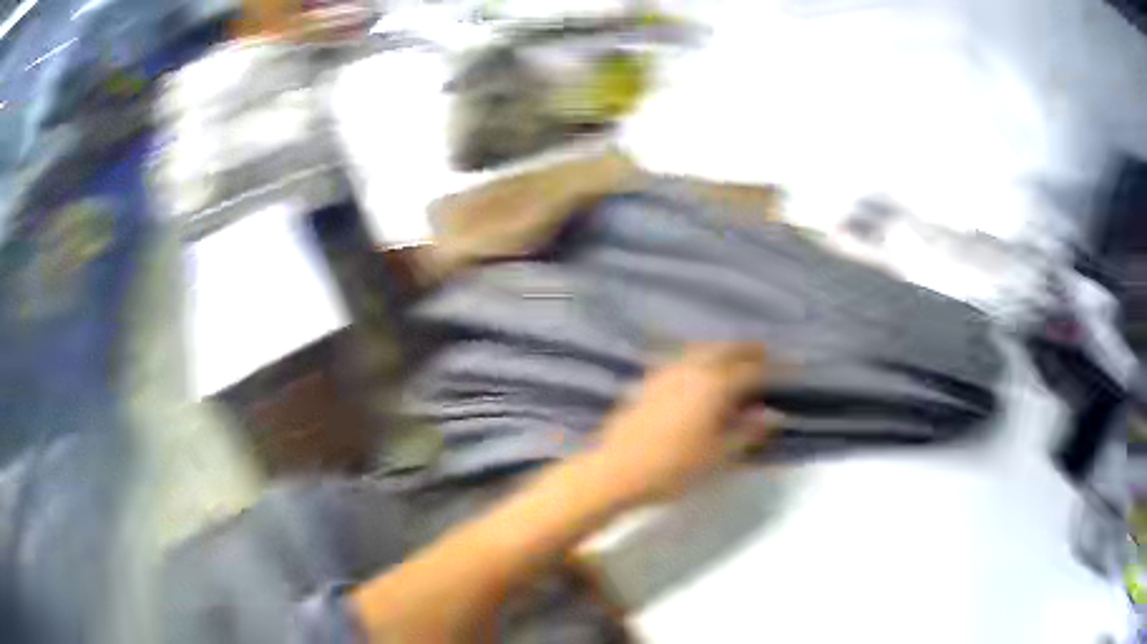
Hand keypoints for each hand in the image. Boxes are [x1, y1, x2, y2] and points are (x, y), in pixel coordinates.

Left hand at [594, 343, 780, 503]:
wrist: (615, 470)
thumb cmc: (673, 468)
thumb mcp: (719, 455)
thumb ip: (749, 432)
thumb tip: (775, 414)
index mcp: (714, 385)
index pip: (752, 370)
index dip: (775, 369)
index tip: (792, 369)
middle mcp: (692, 369)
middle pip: (726, 349)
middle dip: (749, 350)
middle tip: (766, 355)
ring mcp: (667, 372)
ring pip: (702, 349)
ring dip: (723, 350)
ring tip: (737, 361)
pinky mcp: (649, 381)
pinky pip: (683, 359)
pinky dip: (700, 358)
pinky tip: (700, 372)